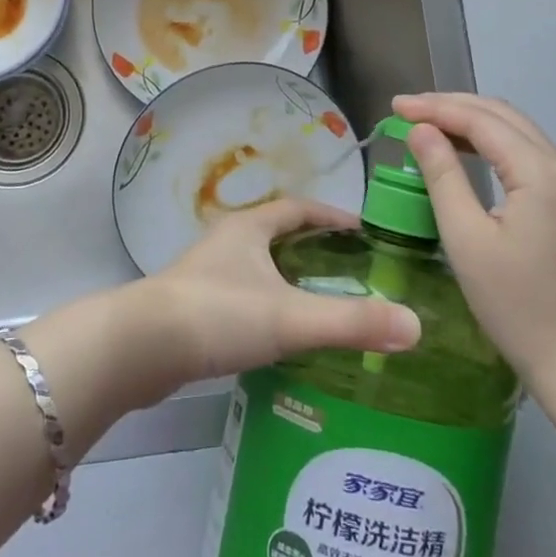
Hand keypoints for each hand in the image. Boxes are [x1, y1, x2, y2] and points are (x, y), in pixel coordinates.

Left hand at [126, 197, 421, 401]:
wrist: (140, 348)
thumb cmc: (217, 315)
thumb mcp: (290, 317)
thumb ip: (351, 322)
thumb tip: (415, 326)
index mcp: (249, 228)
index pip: (298, 208)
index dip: (332, 216)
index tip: (364, 232)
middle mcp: (226, 242)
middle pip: (278, 236)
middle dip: (314, 249)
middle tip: (353, 273)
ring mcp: (206, 275)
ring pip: (258, 268)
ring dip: (289, 280)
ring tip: (324, 306)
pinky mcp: (194, 308)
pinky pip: (243, 298)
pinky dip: (268, 308)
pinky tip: (281, 338)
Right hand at [395, 93, 555, 387]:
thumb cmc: (517, 305)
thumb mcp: (467, 239)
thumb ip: (443, 176)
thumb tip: (421, 131)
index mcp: (539, 172)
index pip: (481, 120)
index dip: (435, 108)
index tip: (394, 106)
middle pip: (503, 116)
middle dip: (452, 106)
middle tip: (407, 109)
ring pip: (516, 132)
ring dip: (471, 121)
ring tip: (427, 124)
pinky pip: (525, 154)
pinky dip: (490, 143)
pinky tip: (464, 152)